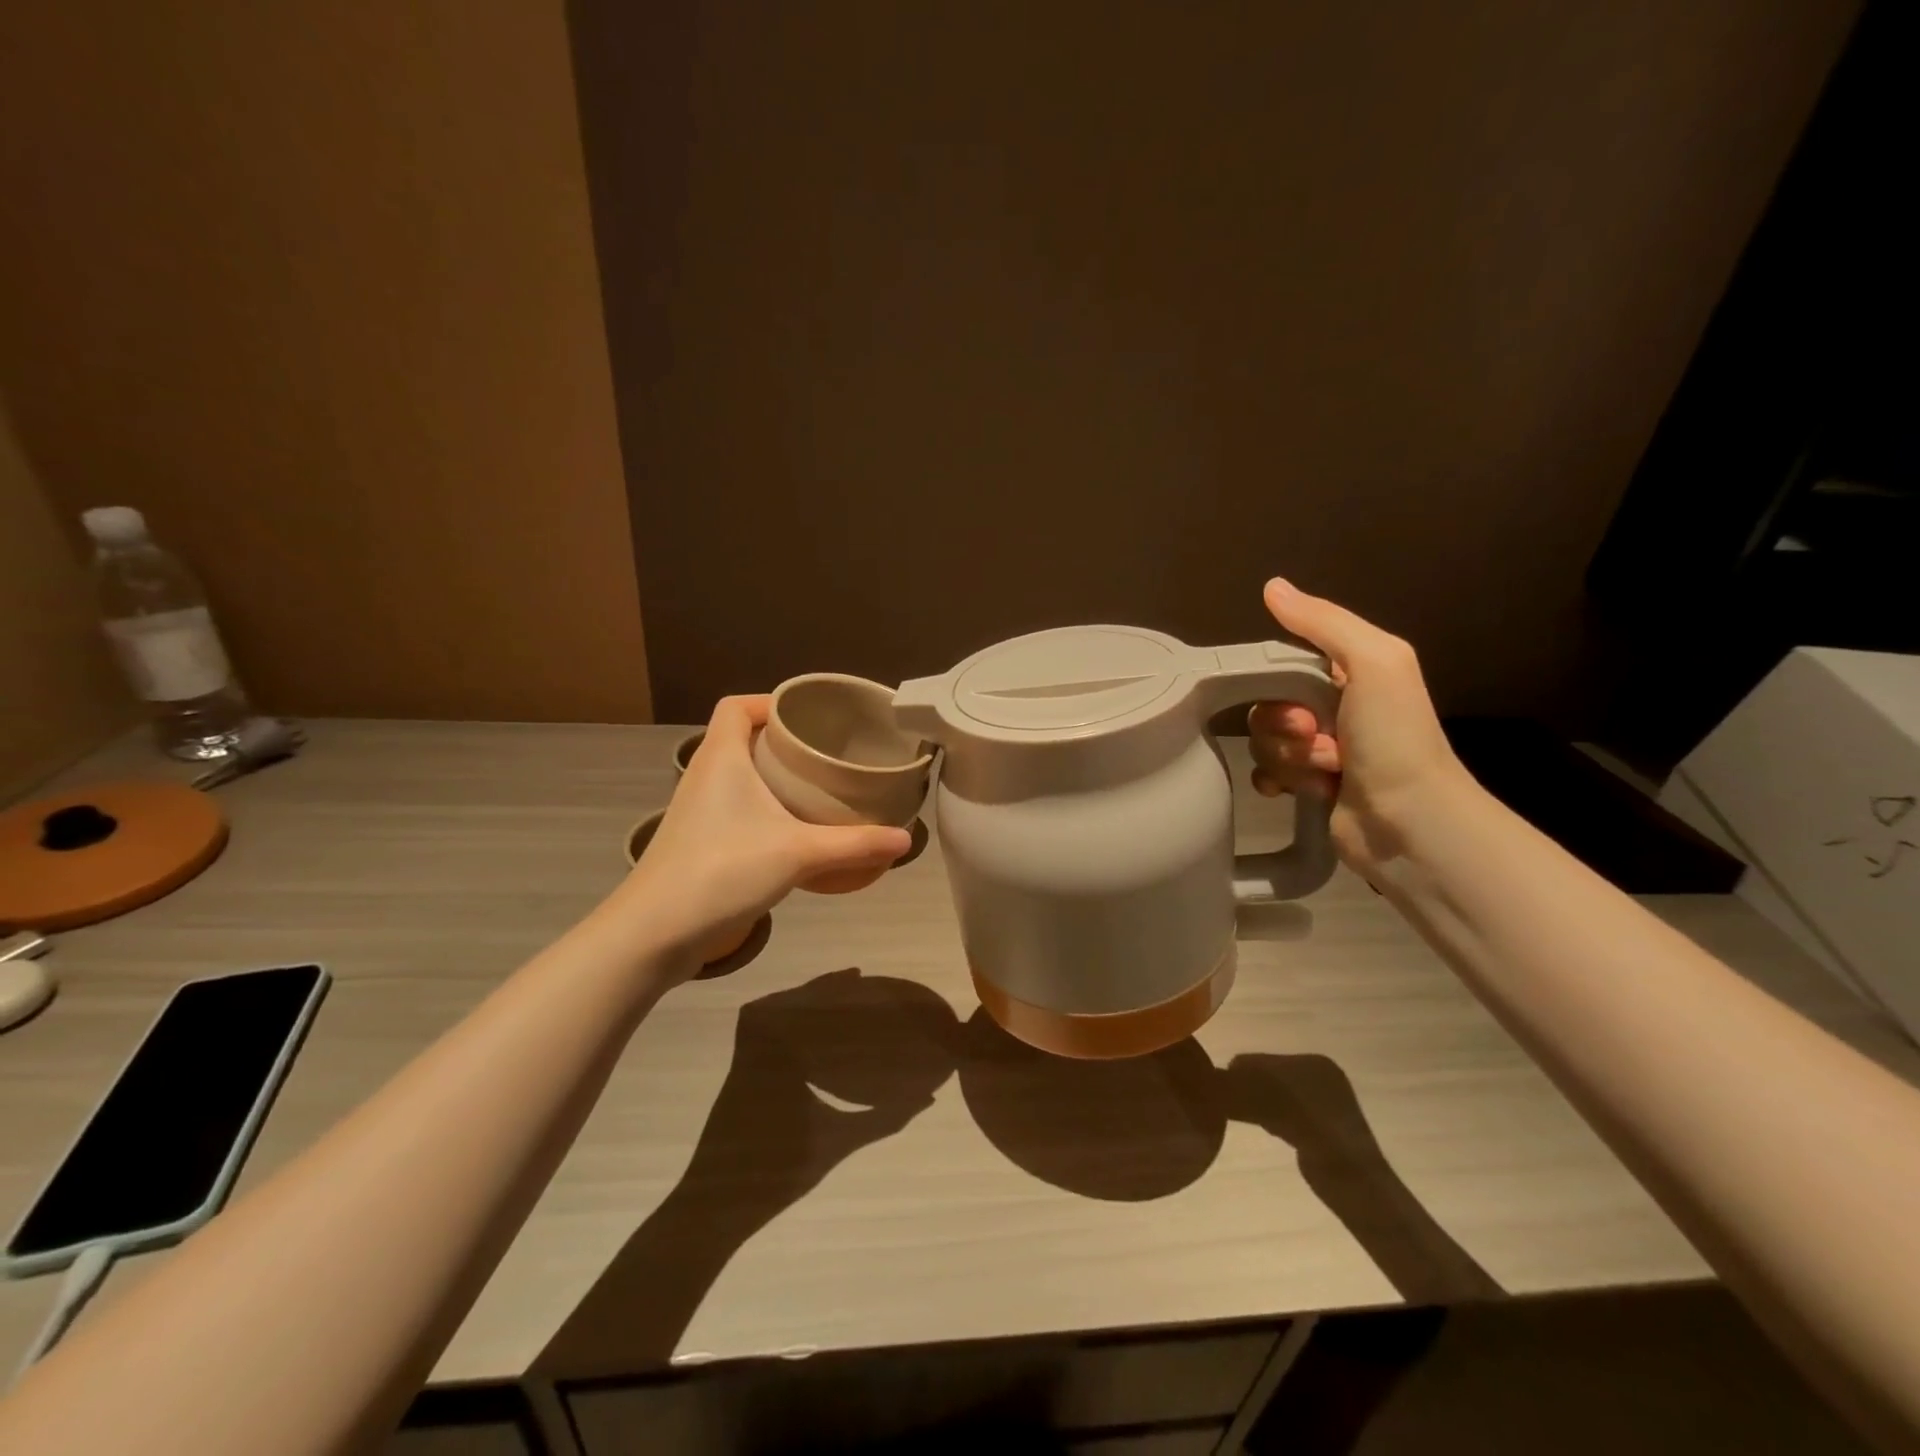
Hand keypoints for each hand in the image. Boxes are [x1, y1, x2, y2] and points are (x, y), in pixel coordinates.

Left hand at [610, 697, 910, 975]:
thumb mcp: (798, 854)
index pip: (735, 707)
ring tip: (816, 788)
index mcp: (721, 758)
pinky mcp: (697, 843)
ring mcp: (697, 811)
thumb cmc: (722, 871)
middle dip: (781, 741)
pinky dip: (762, 809)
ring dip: (772, 777)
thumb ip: (855, 844)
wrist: (654, 933)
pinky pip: (735, 809)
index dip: (767, 702)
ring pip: (737, 777)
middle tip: (825, 753)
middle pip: (740, 739)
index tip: (807, 716)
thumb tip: (906, 841)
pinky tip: (792, 832)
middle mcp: (704, 776)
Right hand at [1248, 579, 1473, 879]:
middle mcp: (1334, 710)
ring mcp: (1321, 752)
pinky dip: (1276, 781)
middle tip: (1316, 740)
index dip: (1278, 685)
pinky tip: (1297, 791)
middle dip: (1283, 727)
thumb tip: (1272, 586)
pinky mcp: (1309, 788)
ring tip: (1324, 773)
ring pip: (1265, 742)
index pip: (1285, 665)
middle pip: (1268, 706)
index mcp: (1350, 676)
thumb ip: (1323, 623)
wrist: (1410, 821)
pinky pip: (1266, 774)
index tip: (1301, 708)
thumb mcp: (1375, 661)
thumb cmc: (1395, 737)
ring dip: (1287, 758)